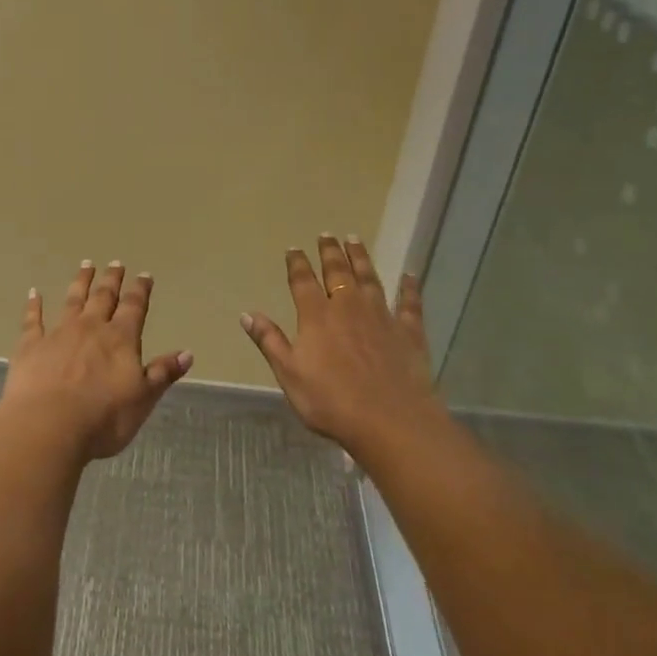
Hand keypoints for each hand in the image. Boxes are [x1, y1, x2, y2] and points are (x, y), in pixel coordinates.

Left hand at [0, 261, 192, 461]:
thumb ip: (162, 373)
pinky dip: (34, 305)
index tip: (144, 275)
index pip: (134, 307)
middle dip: (111, 279)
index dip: (140, 290)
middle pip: (103, 297)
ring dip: (80, 282)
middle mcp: (91, 328)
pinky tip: (34, 293)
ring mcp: (58, 333)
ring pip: (72, 300)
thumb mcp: (143, 399)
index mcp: (120, 339)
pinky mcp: (30, 346)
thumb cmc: (103, 418)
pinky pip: (33, 320)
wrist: (48, 426)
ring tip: (85, 265)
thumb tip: (187, 353)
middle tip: (115, 263)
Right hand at [241, 234, 435, 450]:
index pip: (303, 281)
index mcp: (317, 316)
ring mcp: (381, 316)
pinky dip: (409, 287)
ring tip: (355, 240)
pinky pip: (409, 302)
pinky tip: (409, 275)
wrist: (390, 420)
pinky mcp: (409, 331)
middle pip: (337, 272)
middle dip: (330, 252)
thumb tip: (246, 314)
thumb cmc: (332, 401)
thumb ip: (269, 341)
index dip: (297, 263)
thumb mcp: (290, 374)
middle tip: (326, 234)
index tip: (293, 249)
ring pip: (369, 278)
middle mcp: (348, 306)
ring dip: (361, 258)